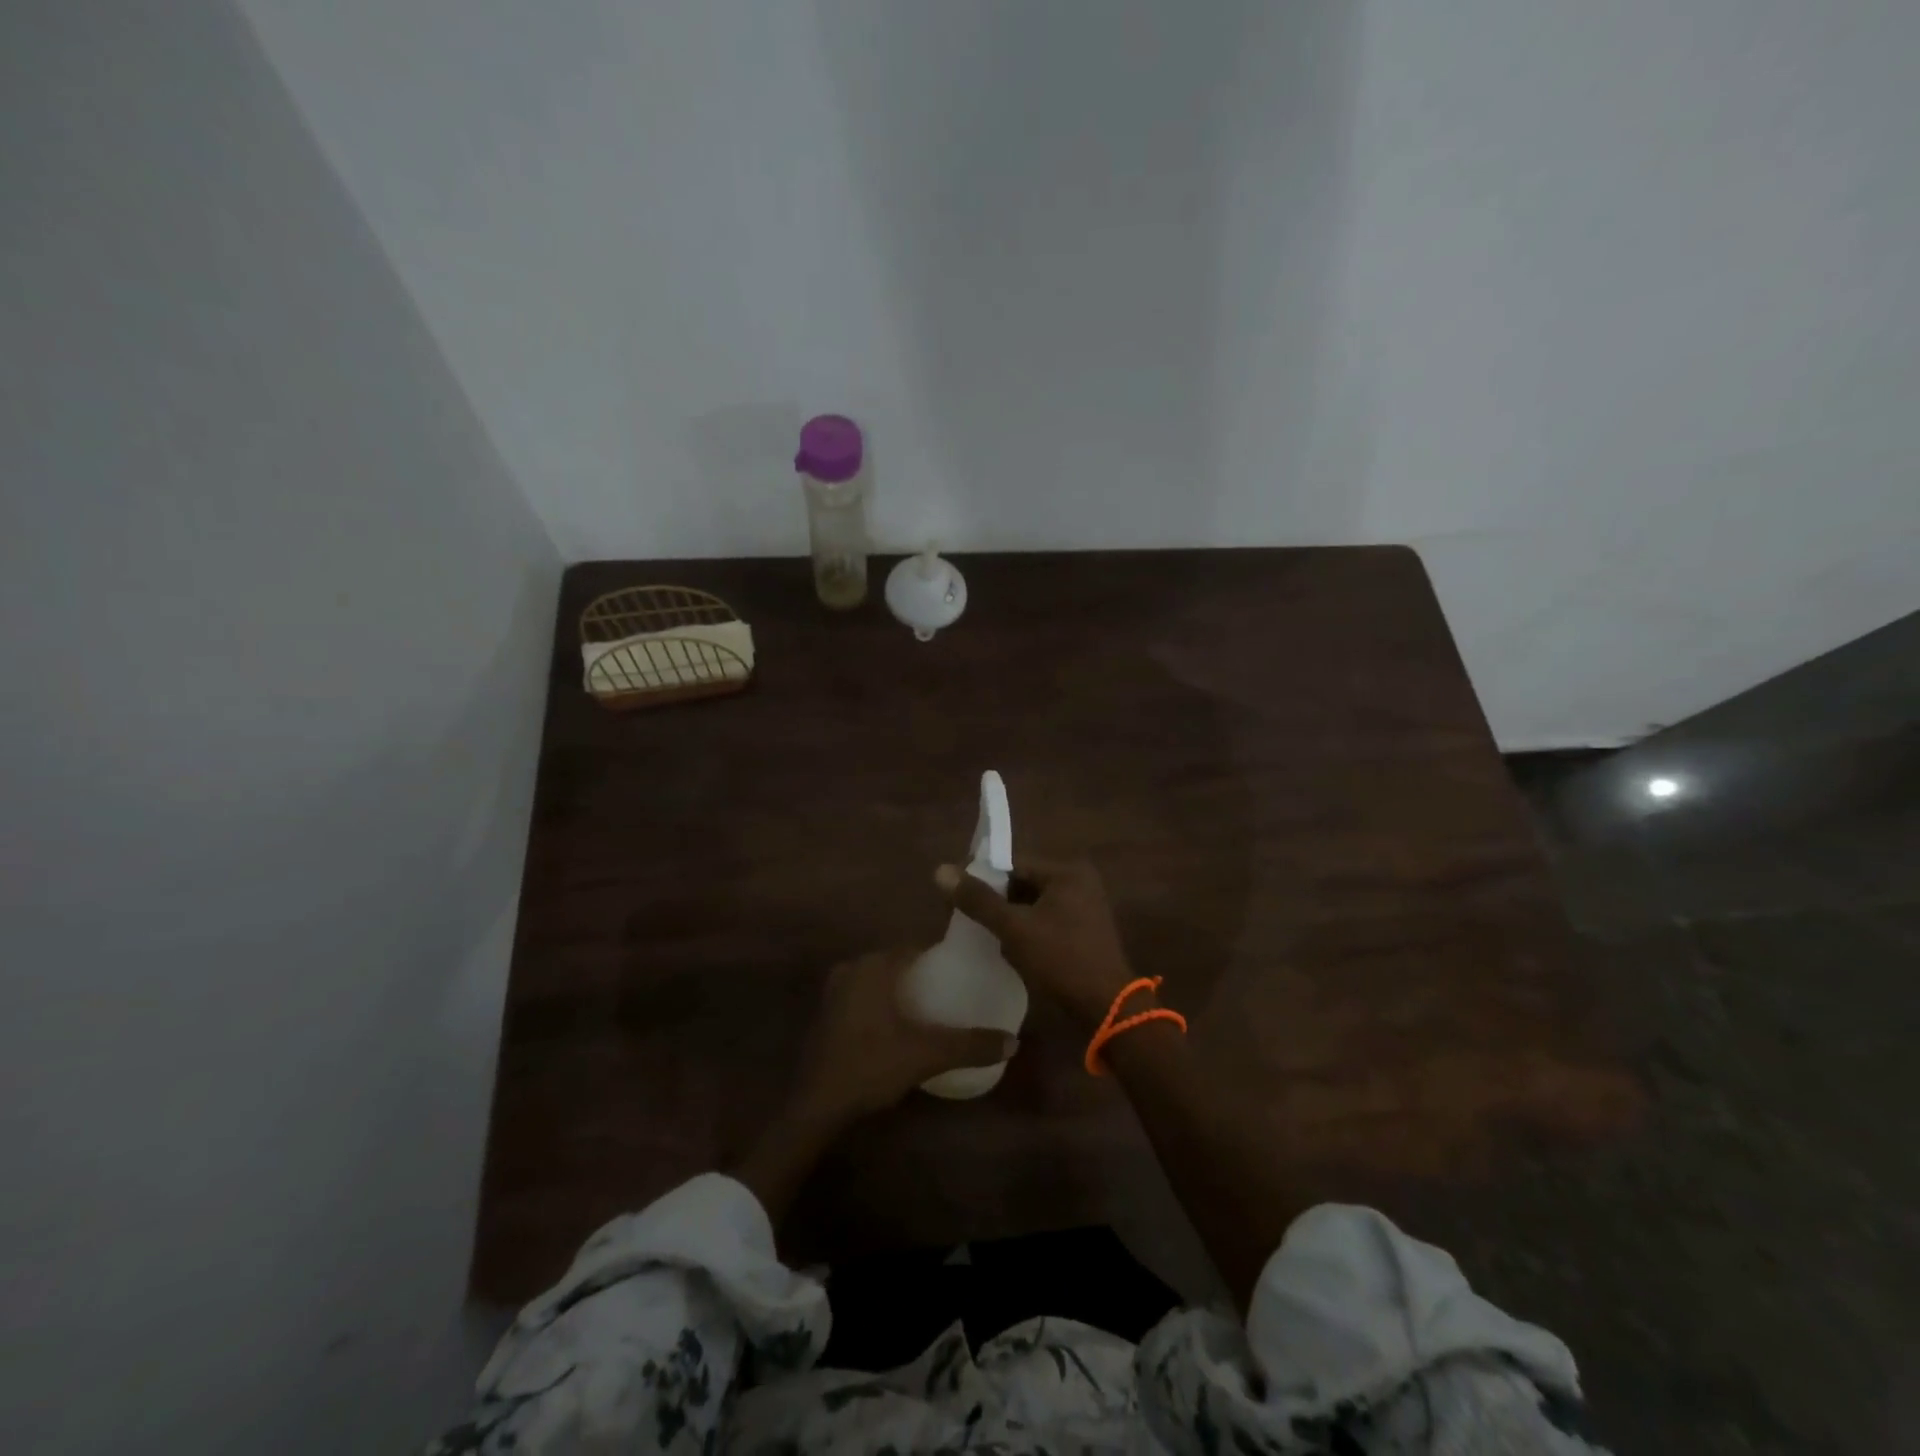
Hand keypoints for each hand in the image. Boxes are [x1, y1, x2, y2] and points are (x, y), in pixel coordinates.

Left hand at [793, 949, 1017, 1121]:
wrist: (816, 1105)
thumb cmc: (871, 1066)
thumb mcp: (926, 1055)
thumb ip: (970, 1045)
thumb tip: (1013, 1041)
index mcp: (874, 965)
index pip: (917, 947)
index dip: (942, 957)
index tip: (966, 970)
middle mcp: (852, 968)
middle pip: (898, 962)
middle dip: (924, 974)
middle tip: (954, 992)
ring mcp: (835, 990)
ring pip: (879, 980)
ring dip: (902, 990)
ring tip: (933, 1009)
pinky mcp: (827, 1013)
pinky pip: (864, 996)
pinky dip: (883, 1003)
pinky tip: (900, 1026)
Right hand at [935, 858, 1135, 1028]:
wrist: (1106, 1008)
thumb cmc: (1061, 960)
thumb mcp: (1014, 928)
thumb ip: (978, 900)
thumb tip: (941, 870)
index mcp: (1067, 871)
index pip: (1013, 864)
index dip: (983, 879)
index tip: (957, 899)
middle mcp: (1079, 882)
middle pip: (1023, 884)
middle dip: (996, 902)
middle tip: (968, 921)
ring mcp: (1085, 908)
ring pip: (1033, 905)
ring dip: (1010, 920)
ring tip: (986, 938)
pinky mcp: (1084, 932)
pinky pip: (1045, 922)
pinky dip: (1027, 932)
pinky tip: (1010, 951)